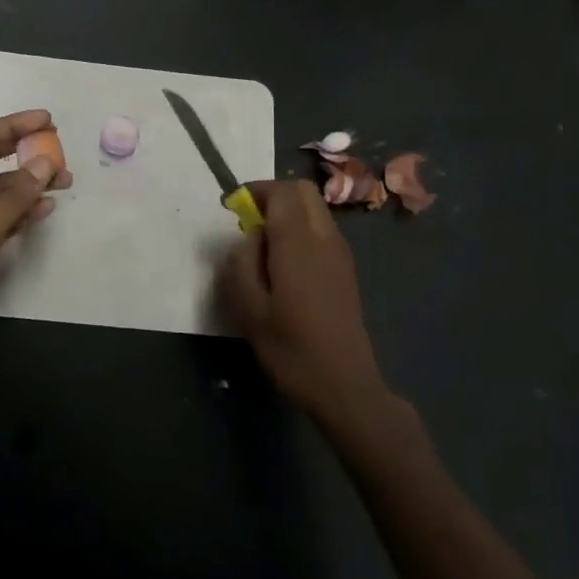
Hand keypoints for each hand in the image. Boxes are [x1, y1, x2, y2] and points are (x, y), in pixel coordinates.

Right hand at [216, 179, 392, 430]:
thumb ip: (241, 264)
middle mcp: (324, 238)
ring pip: (315, 209)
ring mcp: (340, 253)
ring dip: (288, 213)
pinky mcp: (346, 270)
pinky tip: (285, 265)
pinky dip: (301, 229)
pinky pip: (322, 230)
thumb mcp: (250, 310)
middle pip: (302, 191)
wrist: (346, 387)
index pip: (282, 191)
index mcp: (298, 242)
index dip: (255, 191)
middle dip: (273, 196)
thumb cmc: (292, 349)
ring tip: (263, 246)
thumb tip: (246, 239)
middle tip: (248, 222)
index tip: (232, 209)